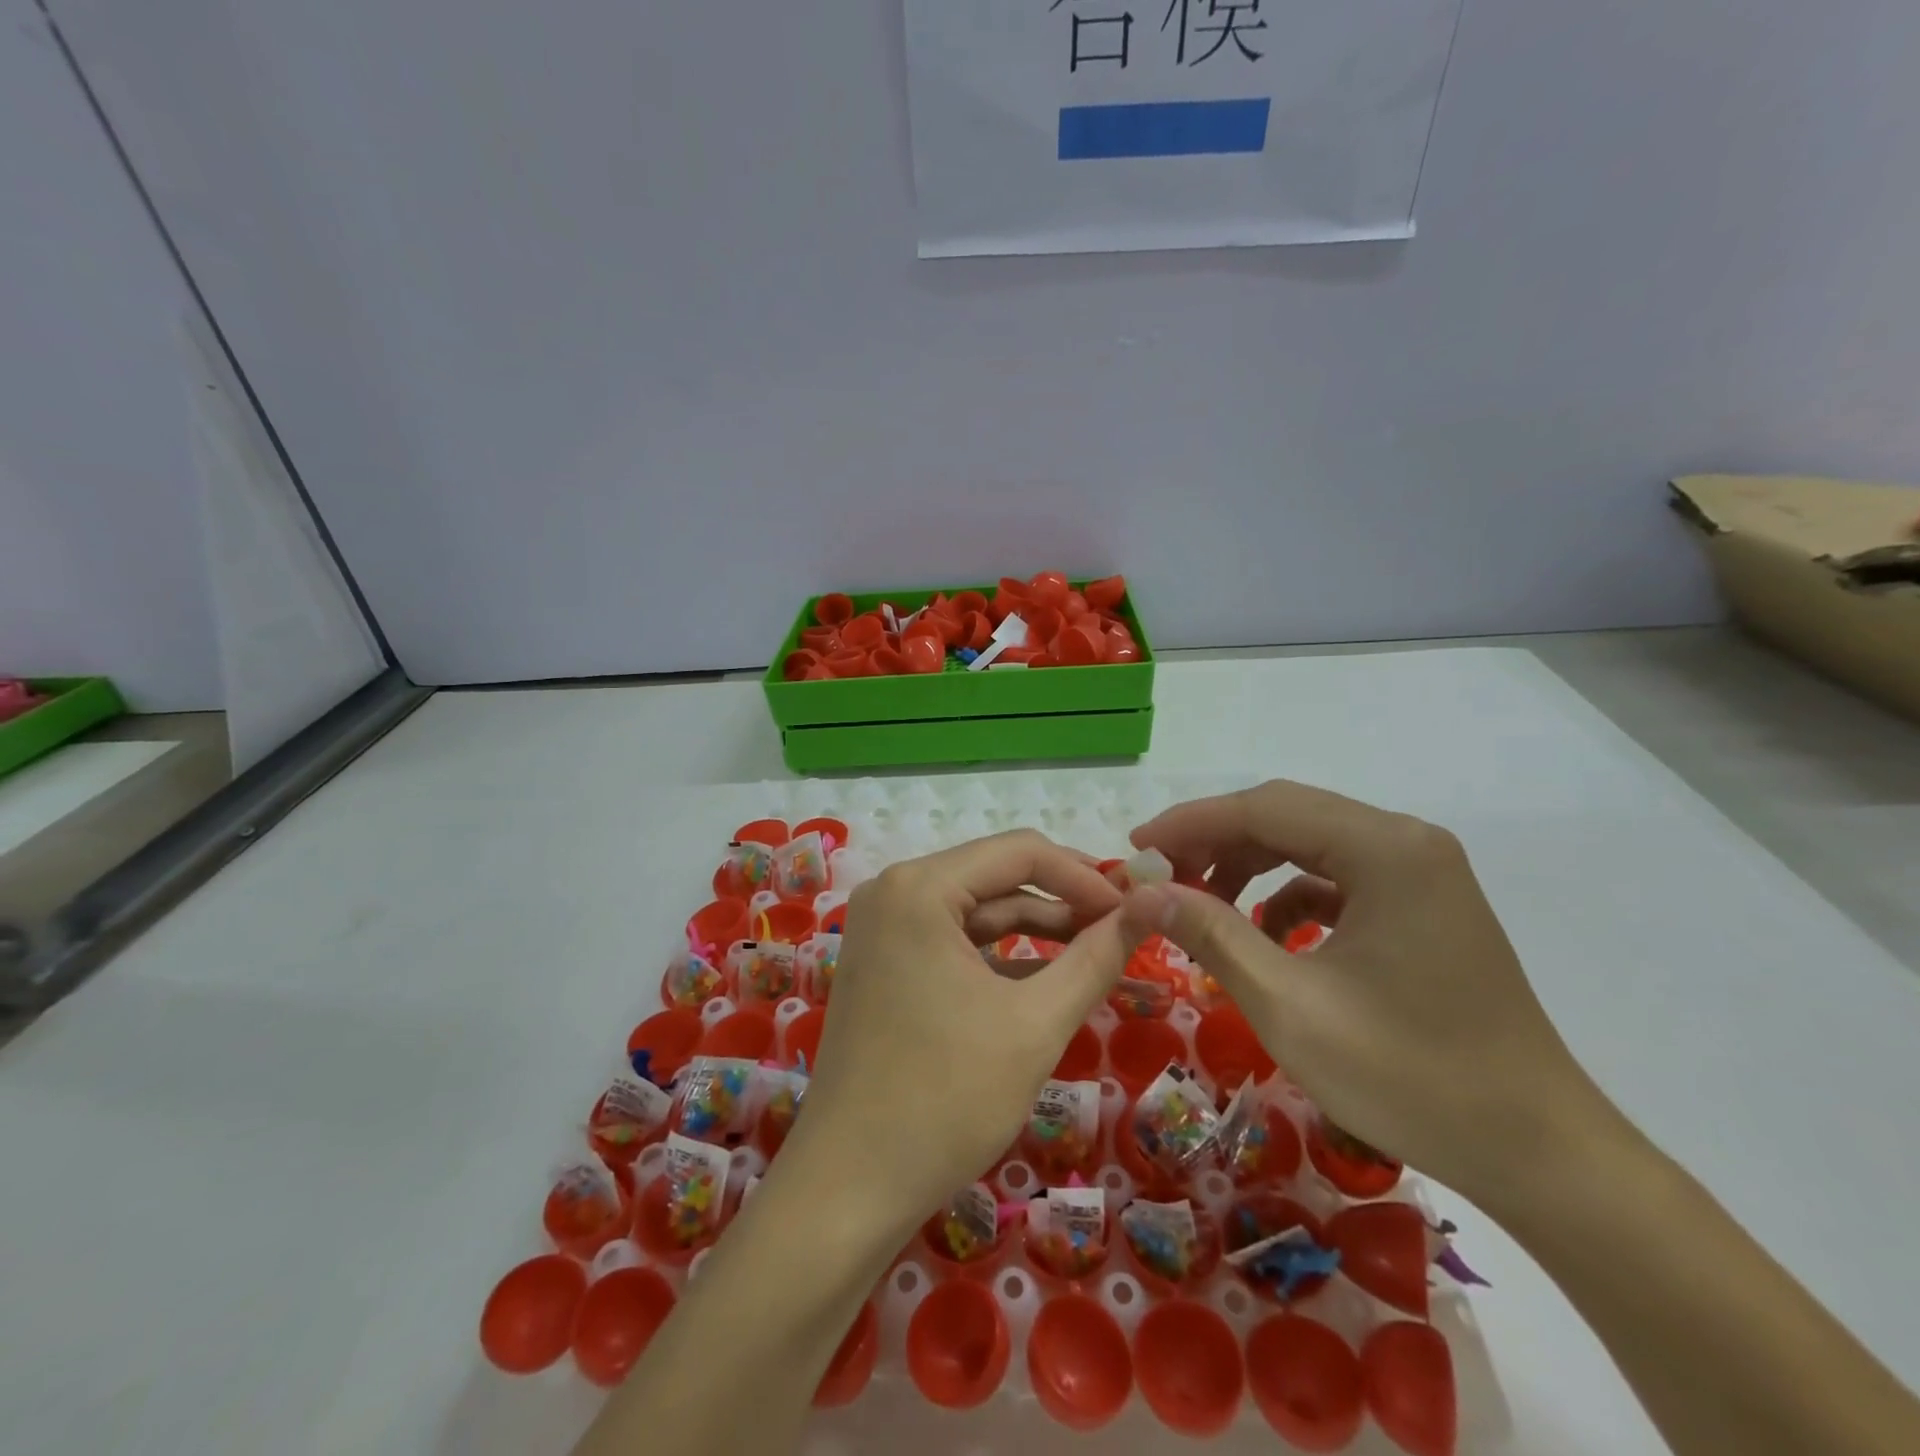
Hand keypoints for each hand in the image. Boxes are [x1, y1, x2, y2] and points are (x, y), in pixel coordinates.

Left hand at [790, 830, 1137, 1229]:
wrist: (849, 1187)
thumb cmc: (946, 1099)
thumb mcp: (1036, 1023)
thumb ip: (1097, 957)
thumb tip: (1154, 903)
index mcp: (919, 887)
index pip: (1019, 851)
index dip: (1085, 876)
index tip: (1136, 907)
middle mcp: (893, 891)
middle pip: (996, 875)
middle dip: (1064, 900)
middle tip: (1125, 927)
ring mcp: (883, 927)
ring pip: (977, 910)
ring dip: (1037, 927)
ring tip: (1099, 950)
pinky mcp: (885, 962)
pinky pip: (954, 940)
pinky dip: (1002, 954)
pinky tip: (1049, 975)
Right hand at [1121, 781, 1609, 1202]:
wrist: (1538, 1153)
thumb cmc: (1410, 1077)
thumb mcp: (1290, 1006)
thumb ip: (1212, 934)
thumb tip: (1143, 890)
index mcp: (1385, 849)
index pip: (1263, 808)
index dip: (1190, 824)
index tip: (1135, 850)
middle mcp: (1407, 841)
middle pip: (1286, 815)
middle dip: (1214, 842)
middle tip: (1159, 877)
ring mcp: (1420, 871)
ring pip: (1308, 842)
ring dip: (1247, 865)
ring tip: (1200, 904)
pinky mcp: (1422, 904)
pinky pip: (1336, 876)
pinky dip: (1287, 895)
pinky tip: (1264, 934)